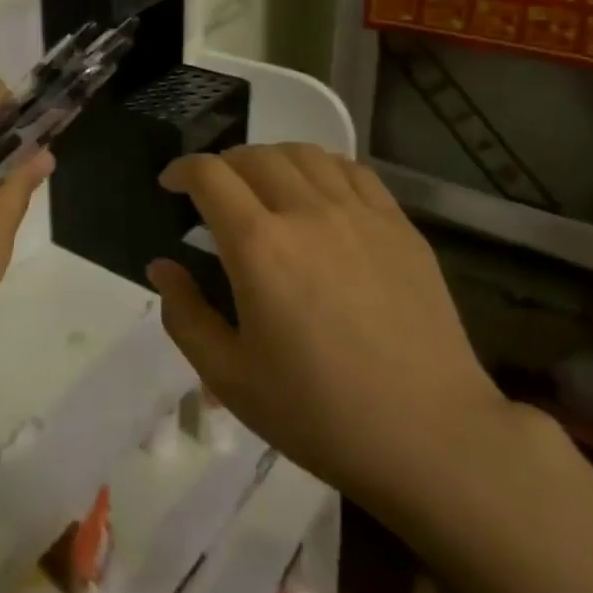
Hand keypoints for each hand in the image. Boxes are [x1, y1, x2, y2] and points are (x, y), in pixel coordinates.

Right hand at [147, 144, 511, 527]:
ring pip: (305, 154)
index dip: (182, 169)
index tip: (171, 185)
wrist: (430, 437)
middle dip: (223, 165)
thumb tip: (162, 267)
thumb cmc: (319, 414)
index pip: (210, 175)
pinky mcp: (399, 226)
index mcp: (259, 247)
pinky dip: (322, 168)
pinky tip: (319, 193)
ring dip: (271, 159)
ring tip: (264, 185)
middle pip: (254, 156)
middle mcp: (306, 213)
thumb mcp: (230, 378)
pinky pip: (353, 171)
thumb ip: (185, 316)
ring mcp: (359, 215)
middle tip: (214, 193)